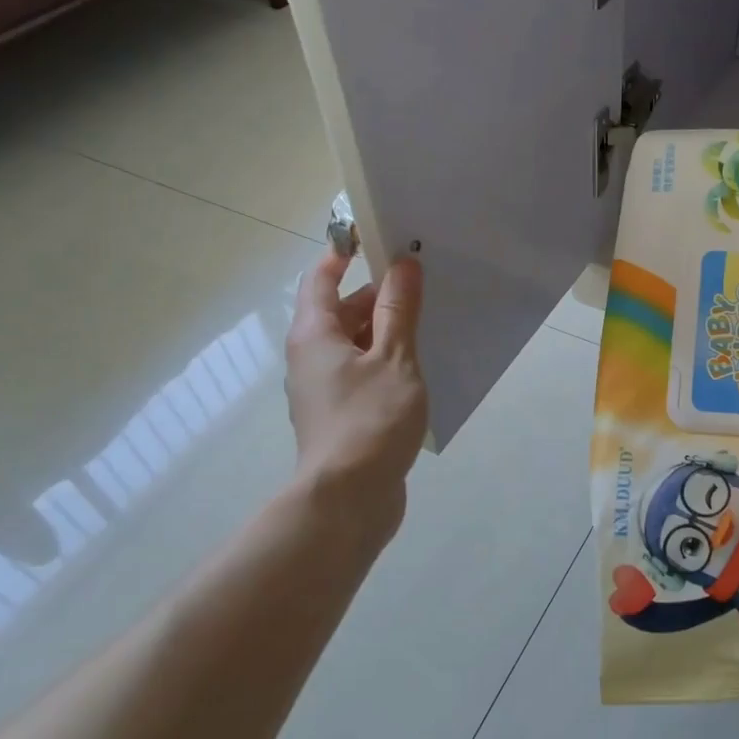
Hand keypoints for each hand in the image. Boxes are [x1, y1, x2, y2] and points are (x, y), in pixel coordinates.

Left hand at [283, 251, 427, 540]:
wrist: (348, 499)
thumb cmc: (371, 420)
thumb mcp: (394, 358)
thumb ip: (399, 310)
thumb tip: (403, 264)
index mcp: (314, 333)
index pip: (321, 276)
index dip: (345, 252)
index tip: (381, 238)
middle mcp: (310, 356)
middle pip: (340, 311)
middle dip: (378, 296)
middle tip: (422, 286)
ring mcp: (322, 389)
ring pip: (354, 345)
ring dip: (384, 333)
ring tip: (428, 327)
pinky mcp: (338, 416)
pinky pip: (361, 374)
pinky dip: (384, 364)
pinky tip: (418, 373)